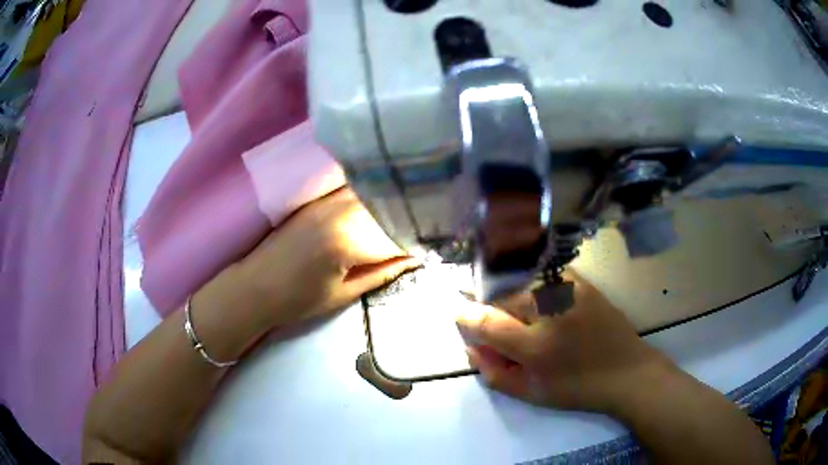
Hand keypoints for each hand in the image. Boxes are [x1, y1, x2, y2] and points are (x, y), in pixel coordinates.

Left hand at [208, 188, 420, 331]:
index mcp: (348, 240)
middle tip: (428, 229)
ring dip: (393, 206)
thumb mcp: (345, 293)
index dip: (418, 241)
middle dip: (410, 218)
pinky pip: (355, 192)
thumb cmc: (298, 300)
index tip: (434, 246)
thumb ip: (383, 271)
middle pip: (389, 206)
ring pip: (373, 195)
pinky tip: (381, 209)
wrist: (253, 287)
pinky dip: (373, 199)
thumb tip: (414, 257)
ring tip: (408, 218)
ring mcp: (327, 201)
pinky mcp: (318, 199)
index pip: (397, 234)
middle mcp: (340, 211)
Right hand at [456, 271, 672, 413]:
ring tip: (516, 310)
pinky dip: (529, 279)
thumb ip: (492, 372)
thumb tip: (470, 344)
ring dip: (508, 291)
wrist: (627, 371)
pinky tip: (535, 296)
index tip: (461, 316)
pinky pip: (542, 273)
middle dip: (488, 305)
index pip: (484, 320)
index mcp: (535, 345)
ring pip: (519, 280)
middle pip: (500, 294)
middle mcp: (550, 309)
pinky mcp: (580, 280)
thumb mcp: (529, 393)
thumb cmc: (577, 388)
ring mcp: (567, 288)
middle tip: (492, 320)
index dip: (465, 316)